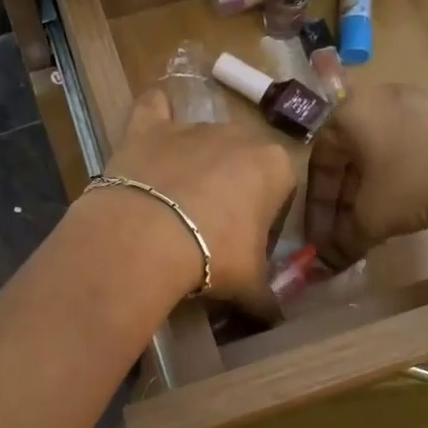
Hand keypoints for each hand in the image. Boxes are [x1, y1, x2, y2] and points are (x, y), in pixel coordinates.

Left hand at [96, 89, 295, 310]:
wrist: (145, 238)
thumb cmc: (212, 256)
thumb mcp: (249, 284)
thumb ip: (268, 298)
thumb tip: (276, 319)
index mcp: (273, 165)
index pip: (282, 188)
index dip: (268, 217)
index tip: (250, 244)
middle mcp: (237, 135)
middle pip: (242, 161)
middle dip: (234, 188)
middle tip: (213, 229)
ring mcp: (190, 127)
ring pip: (202, 142)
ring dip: (197, 165)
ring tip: (177, 205)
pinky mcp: (147, 128)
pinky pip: (154, 108)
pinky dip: (155, 112)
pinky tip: (153, 118)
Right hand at [305, 84, 427, 267]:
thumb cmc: (422, 178)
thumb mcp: (376, 215)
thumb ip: (346, 238)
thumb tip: (329, 260)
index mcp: (349, 114)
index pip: (319, 164)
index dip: (318, 208)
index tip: (320, 240)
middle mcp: (375, 101)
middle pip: (348, 159)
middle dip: (343, 203)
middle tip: (344, 237)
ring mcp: (412, 104)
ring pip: (377, 156)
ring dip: (369, 194)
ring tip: (373, 227)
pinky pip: (406, 150)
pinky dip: (397, 181)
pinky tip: (406, 207)